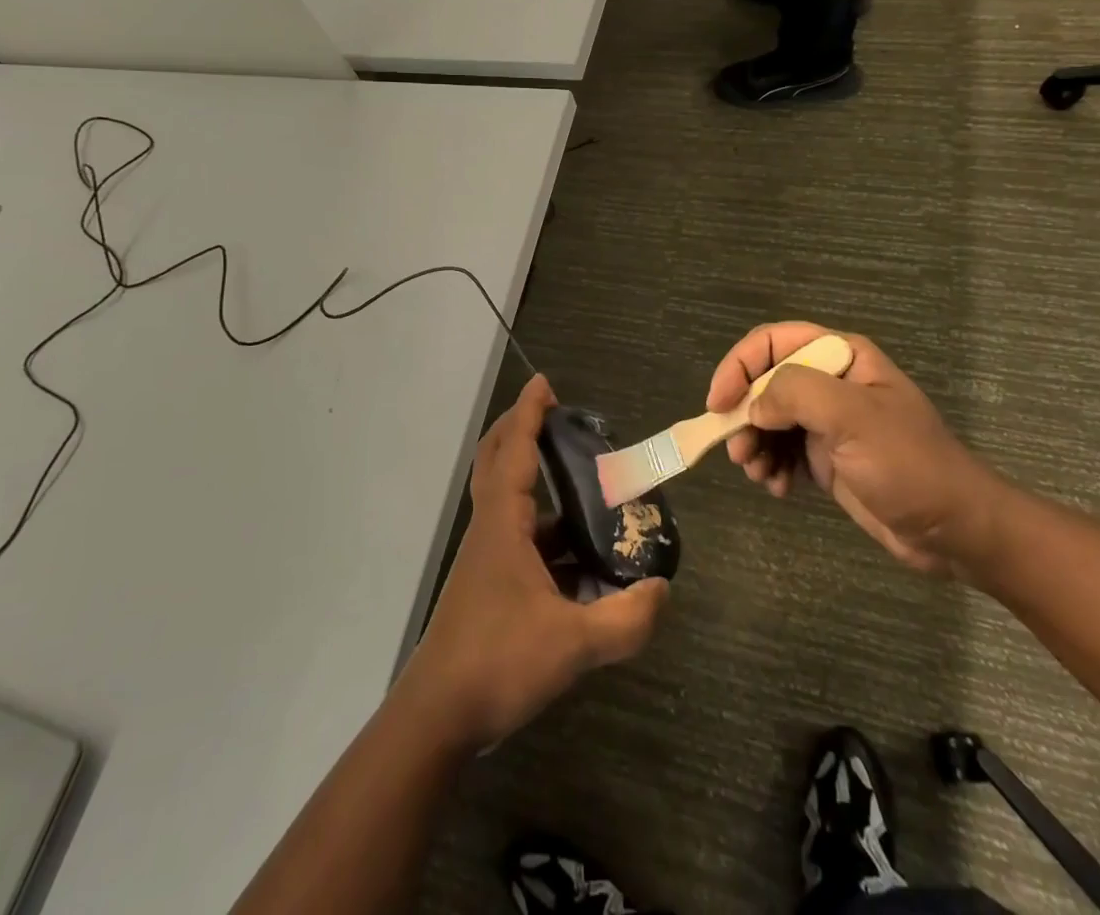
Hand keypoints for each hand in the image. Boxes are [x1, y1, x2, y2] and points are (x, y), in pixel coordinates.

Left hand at [397, 376, 667, 749]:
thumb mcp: (572, 645)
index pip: (515, 451)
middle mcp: (490, 530)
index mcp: (502, 525)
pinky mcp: (487, 584)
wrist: (437, 716)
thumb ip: (625, 620)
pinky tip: (578, 554)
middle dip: (521, 430)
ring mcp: (485, 558)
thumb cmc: (498, 663)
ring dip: (535, 480)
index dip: (529, 413)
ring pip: (507, 500)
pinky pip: (517, 537)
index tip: (544, 383)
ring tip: (583, 483)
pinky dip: (544, 529)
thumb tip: (662, 591)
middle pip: (497, 461)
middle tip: (556, 416)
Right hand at [710, 323, 1012, 576]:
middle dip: (744, 414)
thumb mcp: (854, 417)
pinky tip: (779, 488)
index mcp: (840, 357)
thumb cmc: (909, 465)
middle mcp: (830, 381)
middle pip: (763, 381)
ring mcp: (827, 420)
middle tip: (738, 452)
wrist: (955, 531)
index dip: (738, 366)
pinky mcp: (826, 456)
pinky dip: (771, 467)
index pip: (771, 342)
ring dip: (754, 445)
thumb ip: (796, 393)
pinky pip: (781, 450)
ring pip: (767, 419)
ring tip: (759, 476)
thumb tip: (753, 405)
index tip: (718, 404)